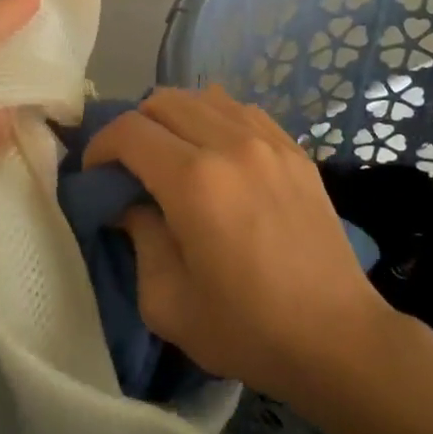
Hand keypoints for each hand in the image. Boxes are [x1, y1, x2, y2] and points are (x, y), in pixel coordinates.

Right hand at [83, 87, 386, 403]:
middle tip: (131, 166)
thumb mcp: (167, 302)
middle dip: (134, 126)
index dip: (100, 146)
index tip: (96, 174)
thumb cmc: (246, 329)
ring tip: (173, 156)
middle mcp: (230, 144)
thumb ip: (139, 239)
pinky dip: (216, 119)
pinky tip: (217, 154)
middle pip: (163, 100)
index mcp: (193, 181)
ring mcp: (269, 141)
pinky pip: (242, 110)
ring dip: (176, 118)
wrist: (336, 337)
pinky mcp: (295, 150)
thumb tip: (131, 204)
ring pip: (204, 96)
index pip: (129, 130)